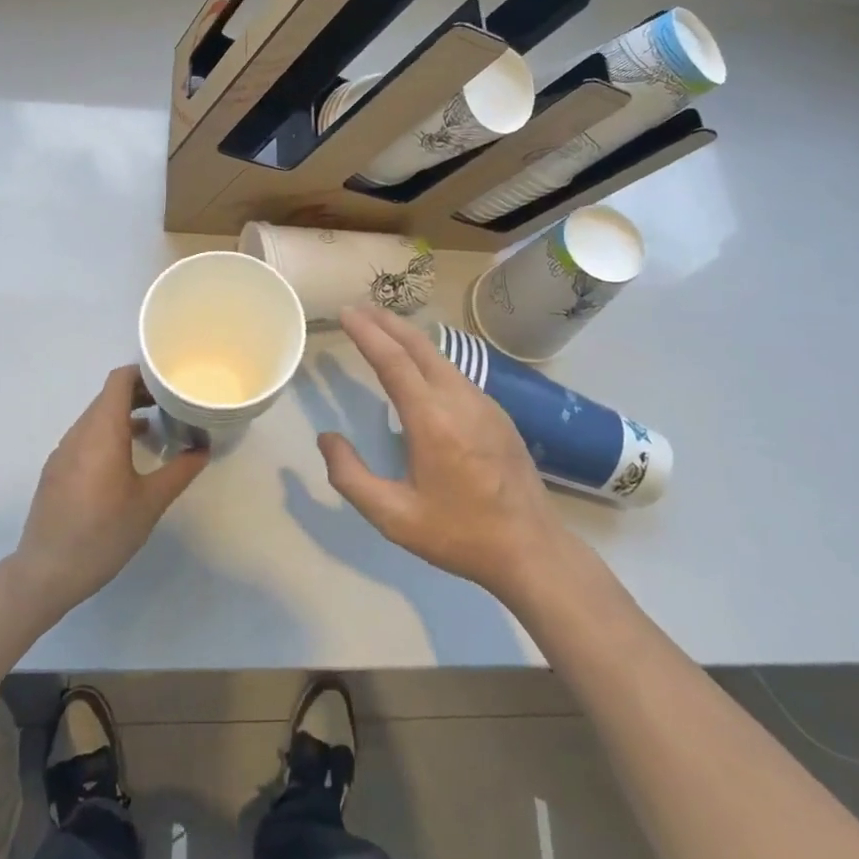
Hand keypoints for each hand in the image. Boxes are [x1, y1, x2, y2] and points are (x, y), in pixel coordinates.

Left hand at [12, 366, 209, 613]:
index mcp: (102, 432)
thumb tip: (203, 449)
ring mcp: (63, 451)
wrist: (46, 573)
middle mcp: (79, 433)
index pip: (119, 381)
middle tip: (172, 404)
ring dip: (124, 416)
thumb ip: (179, 472)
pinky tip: (125, 460)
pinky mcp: (56, 470)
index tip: (171, 381)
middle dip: (140, 394)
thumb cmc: (103, 533)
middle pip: (108, 396)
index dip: (144, 373)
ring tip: (155, 430)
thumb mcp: (150, 504)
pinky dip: (108, 434)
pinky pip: (85, 437)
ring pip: (96, 417)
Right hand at [320, 307, 586, 605]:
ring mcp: (484, 403)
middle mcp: (459, 399)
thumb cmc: (459, 534)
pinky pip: (456, 373)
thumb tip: (326, 438)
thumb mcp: (393, 517)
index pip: (393, 361)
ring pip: (440, 357)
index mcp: (431, 419)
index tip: (345, 312)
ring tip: (383, 331)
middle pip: (419, 346)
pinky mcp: (497, 414)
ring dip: (409, 338)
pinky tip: (421, 369)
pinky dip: (429, 358)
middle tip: (360, 309)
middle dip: (387, 322)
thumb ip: (350, 476)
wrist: (532, 549)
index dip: (367, 333)